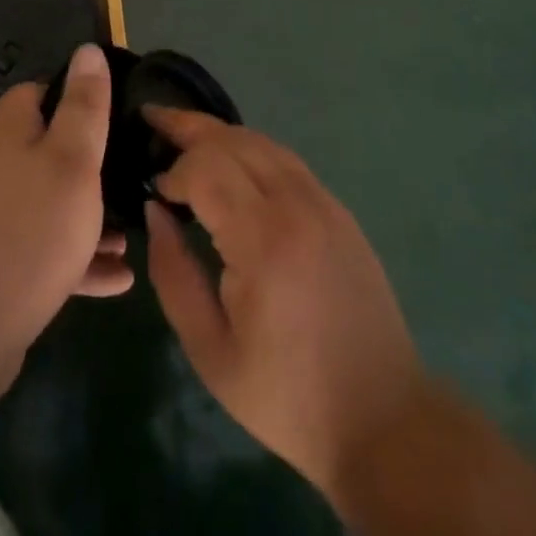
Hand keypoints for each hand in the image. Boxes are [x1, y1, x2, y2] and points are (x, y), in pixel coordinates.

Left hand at [0, 43, 132, 397]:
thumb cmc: (31, 231)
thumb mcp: (72, 160)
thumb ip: (84, 106)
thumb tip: (87, 49)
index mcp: (7, 135)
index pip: (34, 93)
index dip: (71, 94)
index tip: (109, 111)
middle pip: (44, 150)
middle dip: (88, 164)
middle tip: (128, 176)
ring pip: (48, 204)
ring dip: (88, 217)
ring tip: (130, 235)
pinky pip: (43, 249)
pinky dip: (76, 258)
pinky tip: (116, 280)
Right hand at [144, 110, 425, 506]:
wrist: (381, 417)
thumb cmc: (286, 395)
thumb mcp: (210, 350)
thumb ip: (174, 274)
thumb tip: (155, 211)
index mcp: (263, 240)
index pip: (207, 168)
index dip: (174, 170)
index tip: (155, 191)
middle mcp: (296, 205)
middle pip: (234, 140)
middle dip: (189, 126)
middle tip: (153, 118)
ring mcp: (324, 202)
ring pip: (263, 142)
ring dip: (221, 133)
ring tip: (185, 133)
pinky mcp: (339, 210)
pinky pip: (287, 160)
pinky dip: (251, 149)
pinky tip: (233, 161)